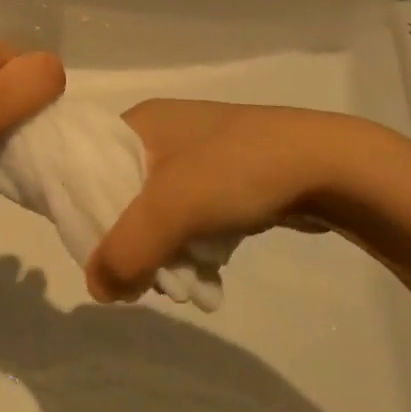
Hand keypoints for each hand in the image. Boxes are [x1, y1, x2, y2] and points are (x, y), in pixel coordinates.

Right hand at [85, 100, 388, 301]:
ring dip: (164, 250)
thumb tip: (97, 290)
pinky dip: (191, 245)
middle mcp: (162, 133)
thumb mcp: (171, 208)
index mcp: (140, 122)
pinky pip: (190, 216)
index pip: (87, 166)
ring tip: (182, 283)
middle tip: (143, 277)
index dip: (83, 210)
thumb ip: (125, 251)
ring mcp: (196, 155)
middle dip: (130, 240)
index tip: (95, 253)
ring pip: (158, 211)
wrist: (327, 165)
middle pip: (121, 194)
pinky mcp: (225, 178)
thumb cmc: (238, 170)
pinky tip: (207, 273)